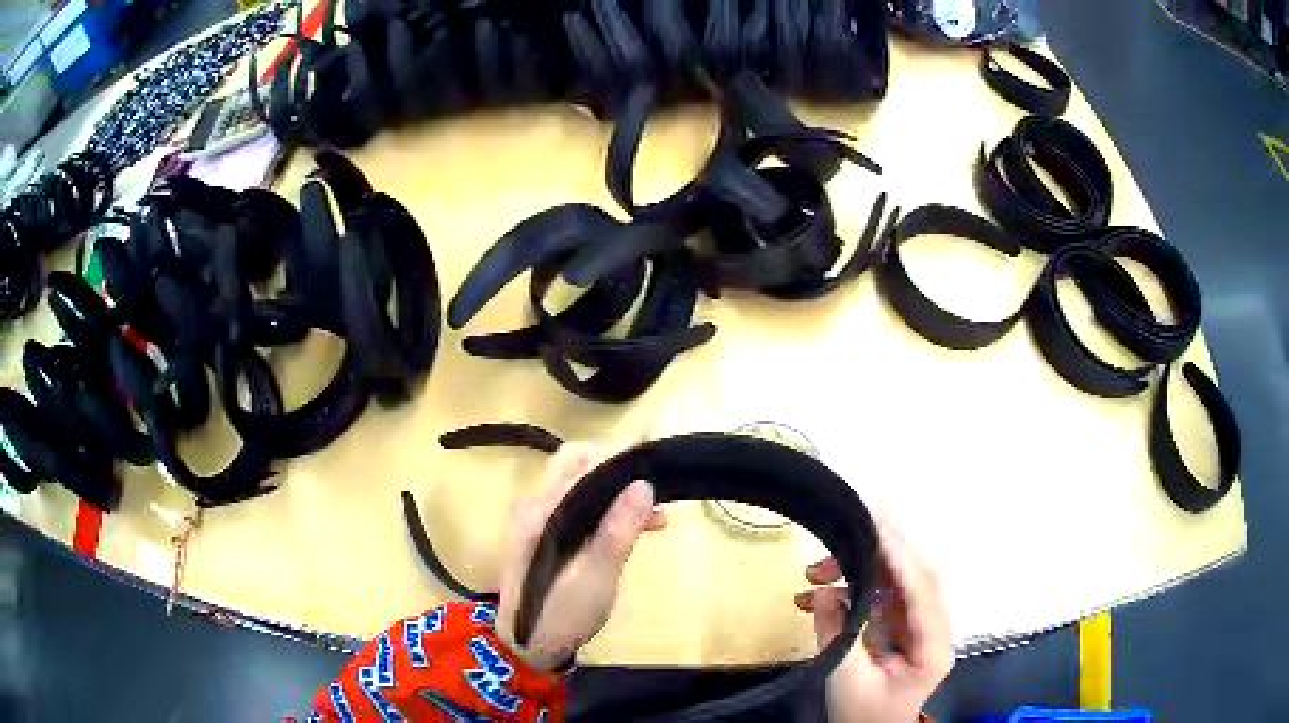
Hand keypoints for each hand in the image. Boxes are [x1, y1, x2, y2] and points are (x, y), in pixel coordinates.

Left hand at [495, 439, 666, 671]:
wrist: (527, 647)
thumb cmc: (562, 615)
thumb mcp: (597, 577)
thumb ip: (618, 530)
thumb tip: (643, 484)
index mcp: (542, 511)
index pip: (580, 462)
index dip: (617, 454)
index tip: (654, 455)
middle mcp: (535, 506)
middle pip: (576, 466)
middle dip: (617, 467)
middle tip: (655, 483)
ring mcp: (538, 521)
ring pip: (581, 487)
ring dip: (616, 491)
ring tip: (659, 512)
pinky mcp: (545, 537)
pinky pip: (578, 508)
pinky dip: (606, 510)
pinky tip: (636, 526)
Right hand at [794, 518, 953, 722]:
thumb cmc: (864, 716)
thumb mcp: (847, 681)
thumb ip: (837, 635)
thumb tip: (825, 591)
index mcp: (932, 646)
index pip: (922, 592)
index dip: (902, 558)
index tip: (877, 528)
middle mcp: (932, 628)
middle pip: (913, 578)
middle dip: (879, 553)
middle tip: (846, 531)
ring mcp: (917, 627)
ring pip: (895, 583)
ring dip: (859, 570)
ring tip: (815, 570)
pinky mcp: (899, 628)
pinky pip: (880, 598)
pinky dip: (853, 589)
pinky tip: (820, 592)